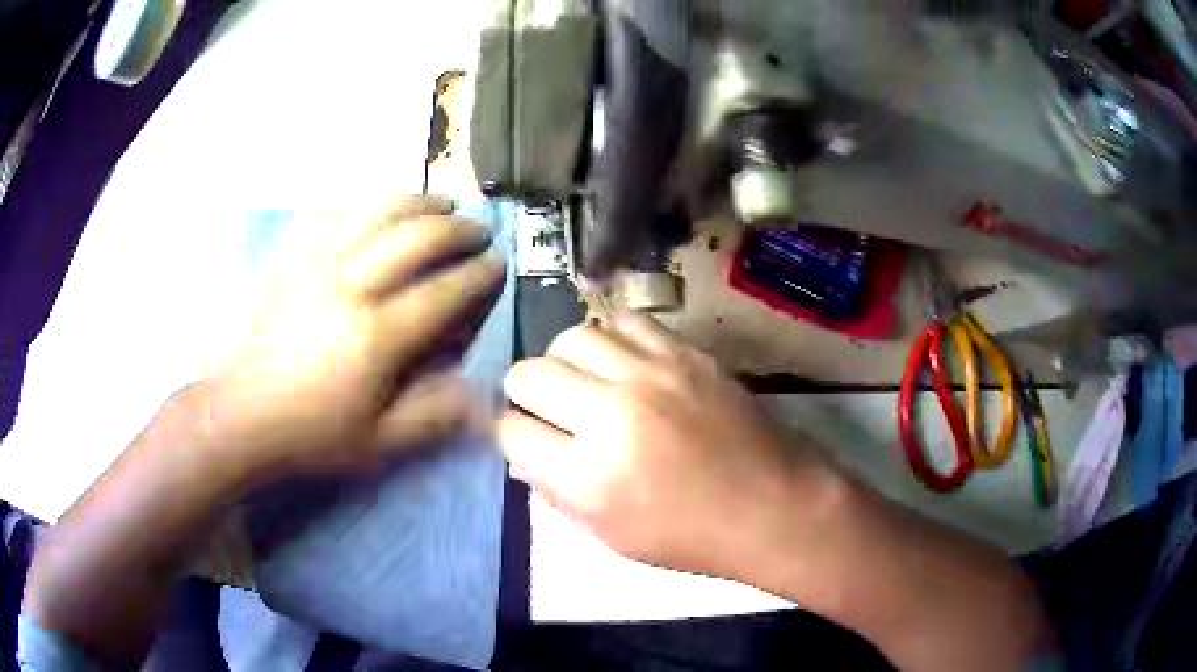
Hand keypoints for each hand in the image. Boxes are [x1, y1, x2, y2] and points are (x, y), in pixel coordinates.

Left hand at [201, 195, 504, 479]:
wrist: (237, 415)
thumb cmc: (309, 434)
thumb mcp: (378, 444)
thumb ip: (435, 416)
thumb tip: (485, 396)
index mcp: (377, 335)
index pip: (445, 290)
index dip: (480, 274)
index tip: (498, 266)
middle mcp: (351, 285)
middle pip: (417, 237)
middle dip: (458, 229)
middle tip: (477, 232)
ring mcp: (315, 262)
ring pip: (377, 211)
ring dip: (418, 202)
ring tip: (440, 204)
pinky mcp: (289, 255)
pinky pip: (332, 212)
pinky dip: (364, 204)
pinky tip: (375, 209)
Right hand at [499, 314, 841, 580]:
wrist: (772, 505)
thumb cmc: (689, 535)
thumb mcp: (609, 534)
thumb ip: (555, 491)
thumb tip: (522, 452)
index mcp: (588, 476)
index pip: (511, 431)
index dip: (510, 433)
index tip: (524, 436)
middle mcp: (611, 416)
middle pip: (529, 374)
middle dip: (524, 393)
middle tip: (545, 407)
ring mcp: (652, 376)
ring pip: (572, 338)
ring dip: (564, 360)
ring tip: (582, 380)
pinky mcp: (685, 354)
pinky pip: (625, 323)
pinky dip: (611, 339)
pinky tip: (622, 362)